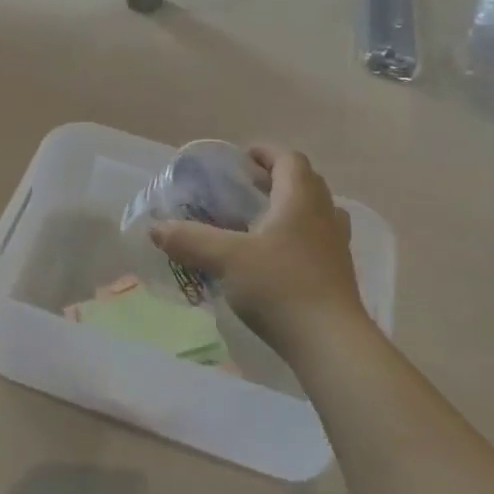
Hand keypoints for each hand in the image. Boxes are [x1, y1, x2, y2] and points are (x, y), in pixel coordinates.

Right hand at [150, 146, 366, 355]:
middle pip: (305, 182)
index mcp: (300, 199)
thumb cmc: (279, 286)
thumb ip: (190, 239)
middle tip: (245, 189)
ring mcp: (336, 245)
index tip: (242, 159)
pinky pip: (317, 240)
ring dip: (290, 208)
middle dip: (276, 179)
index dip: (265, 153)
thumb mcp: (226, 259)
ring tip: (260, 221)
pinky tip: (274, 258)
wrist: (329, 340)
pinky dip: (296, 237)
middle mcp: (324, 214)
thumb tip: (155, 228)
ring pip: (314, 212)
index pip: (288, 159)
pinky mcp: (338, 273)